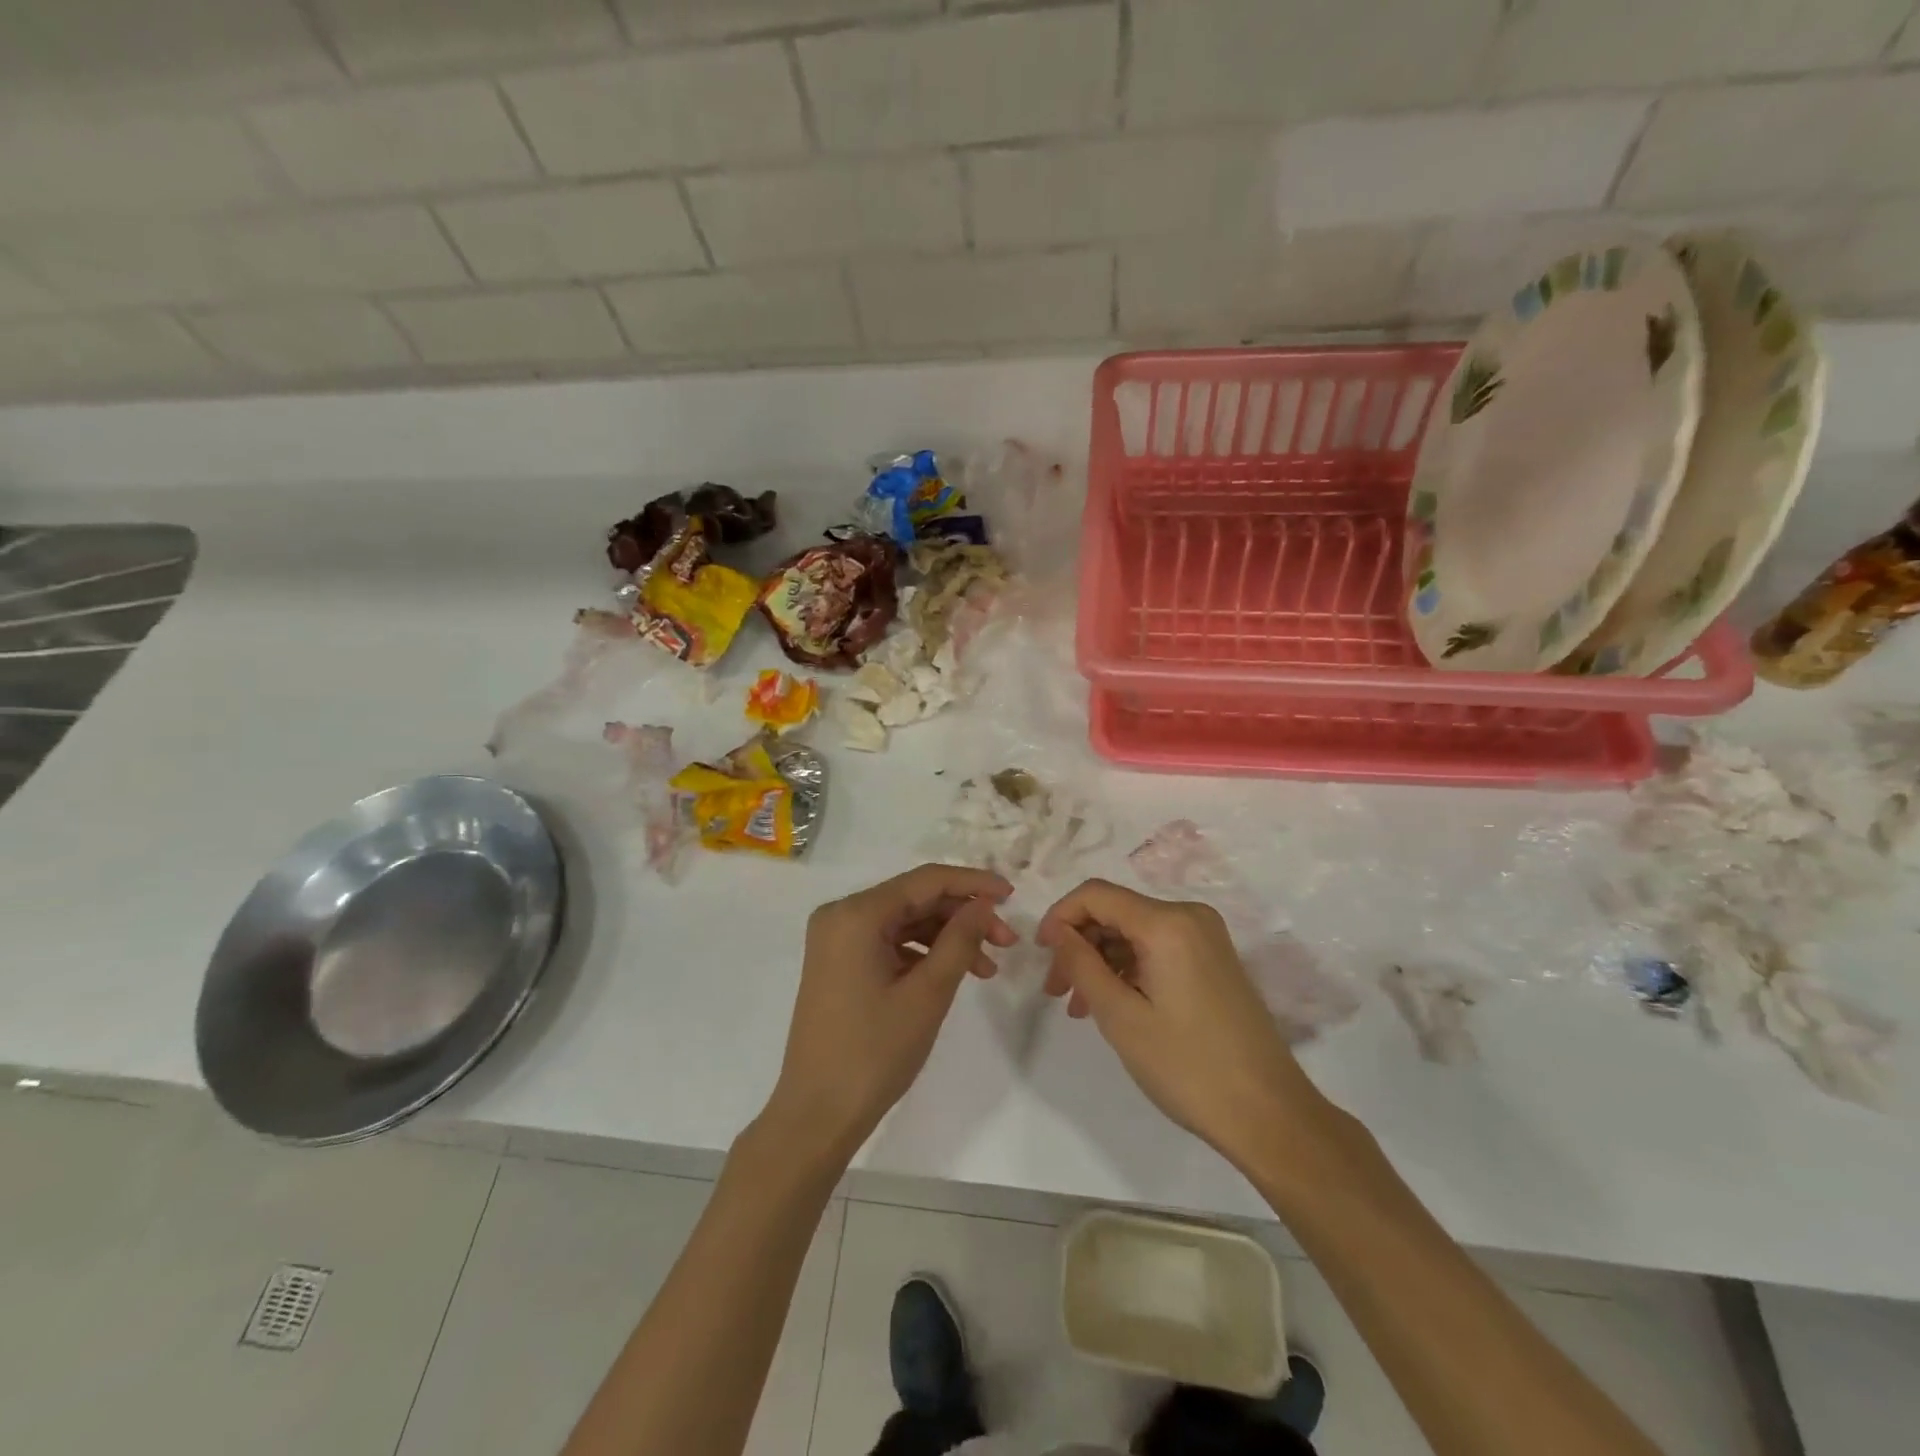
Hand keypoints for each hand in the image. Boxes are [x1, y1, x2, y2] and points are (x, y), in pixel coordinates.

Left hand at [763, 864, 1015, 1164]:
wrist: (817, 1115)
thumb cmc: (874, 1052)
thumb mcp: (927, 993)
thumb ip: (960, 939)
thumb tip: (984, 903)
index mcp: (856, 914)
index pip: (925, 881)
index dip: (972, 883)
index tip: (1012, 895)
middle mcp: (841, 915)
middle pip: (915, 899)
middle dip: (963, 916)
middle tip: (1007, 941)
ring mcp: (837, 939)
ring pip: (905, 921)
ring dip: (947, 937)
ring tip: (988, 967)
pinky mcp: (840, 962)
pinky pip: (889, 942)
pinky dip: (923, 953)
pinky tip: (955, 973)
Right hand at [1037, 879, 1323, 1171]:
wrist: (1269, 1115)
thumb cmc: (1188, 1066)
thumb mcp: (1120, 1016)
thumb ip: (1081, 964)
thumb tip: (1058, 931)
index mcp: (1168, 922)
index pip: (1095, 894)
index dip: (1060, 917)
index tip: (1040, 955)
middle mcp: (1189, 916)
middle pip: (1115, 912)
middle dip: (1079, 944)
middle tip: (1056, 991)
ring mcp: (1206, 937)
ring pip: (1134, 932)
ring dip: (1101, 960)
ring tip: (1079, 1006)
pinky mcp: (1213, 959)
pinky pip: (1157, 948)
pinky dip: (1128, 969)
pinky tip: (1112, 1003)